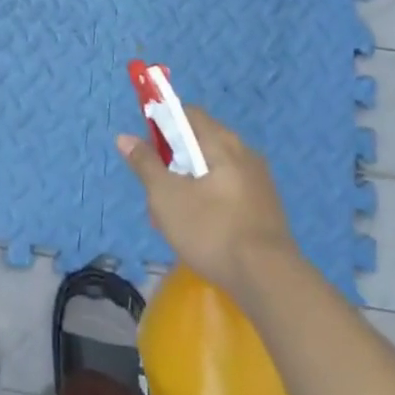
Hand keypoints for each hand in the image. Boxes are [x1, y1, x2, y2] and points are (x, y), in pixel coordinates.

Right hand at [118, 106, 294, 295]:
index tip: (147, 149)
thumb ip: (145, 164)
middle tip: (156, 191)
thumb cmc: (211, 229)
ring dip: (188, 186)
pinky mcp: (265, 209)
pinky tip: (199, 232)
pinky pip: (228, 193)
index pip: (187, 113)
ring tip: (172, 220)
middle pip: (199, 144)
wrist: (269, 281)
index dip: (162, 123)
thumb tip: (125, 137)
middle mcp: (245, 153)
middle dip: (172, 163)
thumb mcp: (166, 196)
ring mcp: (259, 182)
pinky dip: (209, 202)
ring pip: (213, 172)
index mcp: (222, 142)